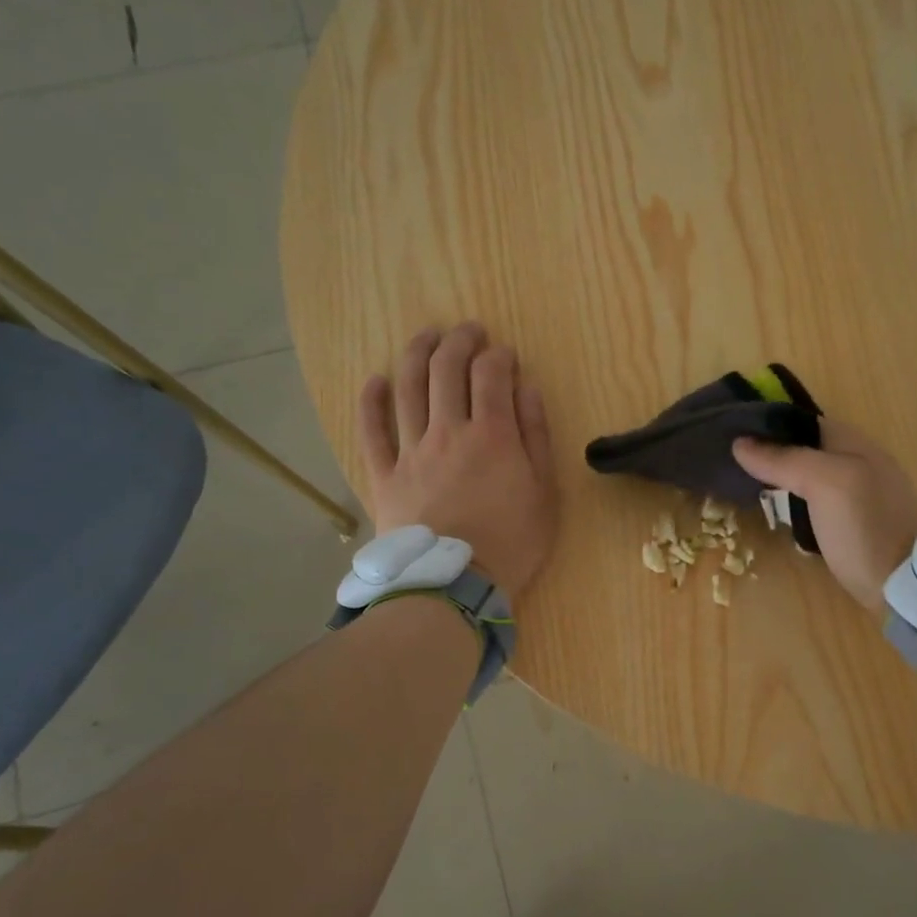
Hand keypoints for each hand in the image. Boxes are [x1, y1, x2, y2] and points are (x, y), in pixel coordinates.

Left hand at [359, 323, 558, 598]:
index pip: (491, 375)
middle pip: (447, 370)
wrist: (455, 586)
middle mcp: (448, 431)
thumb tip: (527, 389)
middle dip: (459, 341)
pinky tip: (376, 380)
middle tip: (467, 331)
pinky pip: (372, 431)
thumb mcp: (544, 493)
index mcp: (492, 435)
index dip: (498, 356)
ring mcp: (411, 451)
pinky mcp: (384, 475)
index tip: (504, 353)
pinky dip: (372, 401)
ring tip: (426, 336)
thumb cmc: (512, 543)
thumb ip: (536, 437)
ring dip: (417, 354)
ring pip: (409, 388)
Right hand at [733, 421, 916, 612]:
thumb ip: (785, 460)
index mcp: (854, 443)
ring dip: (779, 480)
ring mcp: (858, 496)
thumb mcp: (826, 484)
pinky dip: (794, 506)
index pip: (801, 422)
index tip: (730, 434)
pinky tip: (777, 516)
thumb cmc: (868, 527)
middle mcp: (857, 463)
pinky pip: (816, 504)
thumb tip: (740, 443)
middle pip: (804, 449)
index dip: (767, 425)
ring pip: (808, 477)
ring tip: (744, 488)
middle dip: (770, 454)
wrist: (910, 586)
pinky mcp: (854, 526)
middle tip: (731, 466)